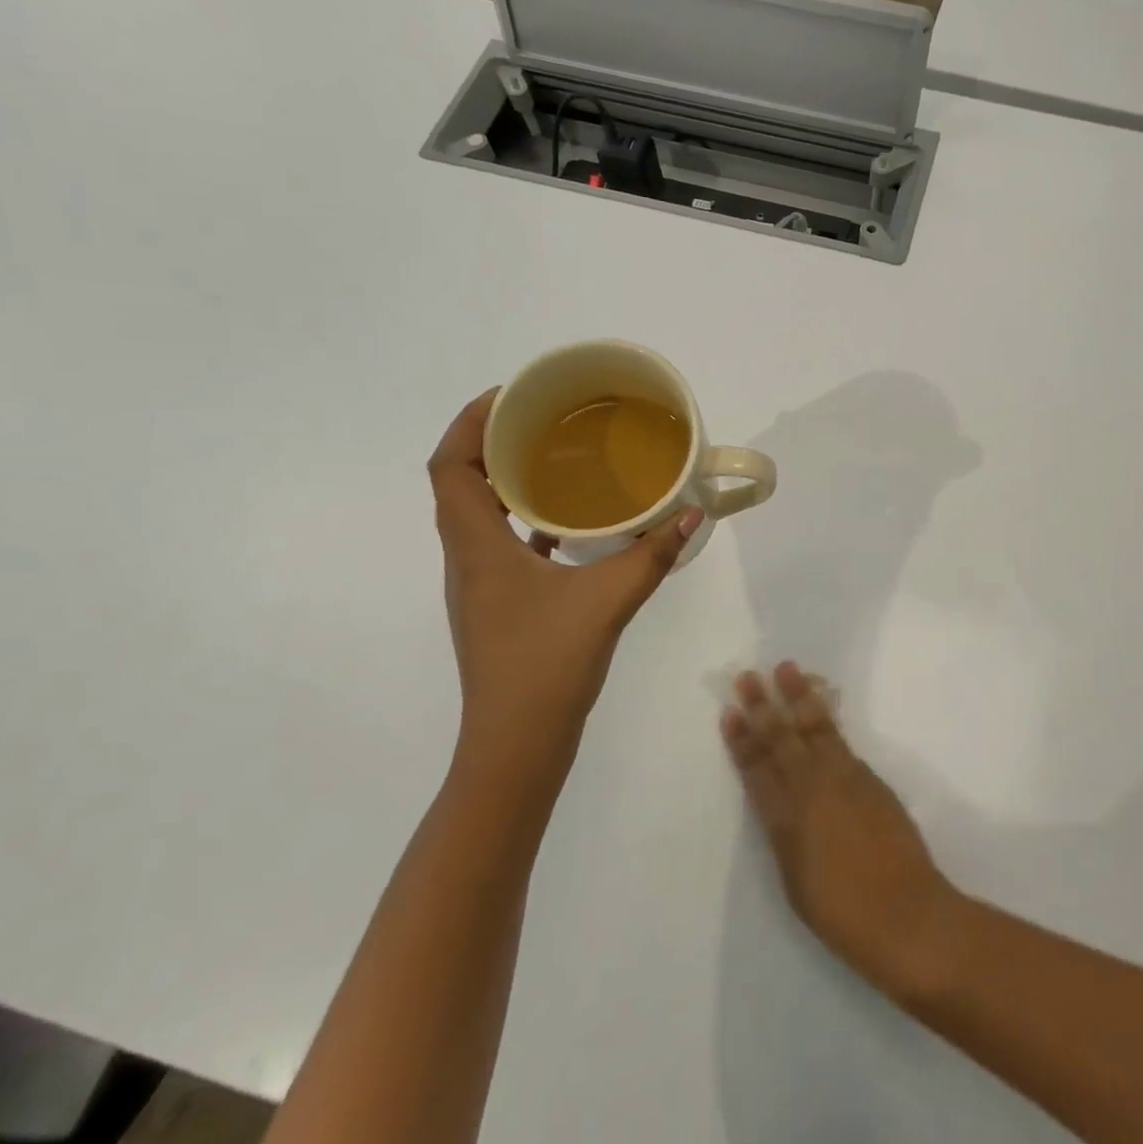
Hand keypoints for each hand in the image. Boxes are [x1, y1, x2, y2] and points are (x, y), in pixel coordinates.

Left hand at [430, 390, 703, 750]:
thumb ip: (652, 554)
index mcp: (477, 547)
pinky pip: (502, 545)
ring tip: (556, 460)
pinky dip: (525, 522)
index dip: (468, 423)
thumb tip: (693, 512)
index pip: (449, 467)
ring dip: (506, 482)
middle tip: (542, 420)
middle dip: (491, 443)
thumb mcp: (608, 600)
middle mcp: (467, 558)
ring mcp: (479, 585)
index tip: (510, 397)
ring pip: (478, 515)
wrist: (516, 747)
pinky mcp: (497, 605)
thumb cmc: (547, 665)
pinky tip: (569, 526)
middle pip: (459, 484)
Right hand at [721, 663, 961, 1001]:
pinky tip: (819, 705)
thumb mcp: (796, 881)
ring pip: (815, 728)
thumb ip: (784, 834)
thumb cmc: (844, 915)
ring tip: (786, 669)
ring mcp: (845, 778)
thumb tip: (779, 802)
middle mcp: (813, 789)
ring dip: (798, 697)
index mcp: (786, 819)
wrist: (907, 915)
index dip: (742, 741)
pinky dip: (826, 717)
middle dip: (763, 707)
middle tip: (748, 676)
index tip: (730, 713)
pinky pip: (840, 738)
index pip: (756, 770)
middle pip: (782, 739)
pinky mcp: (870, 778)